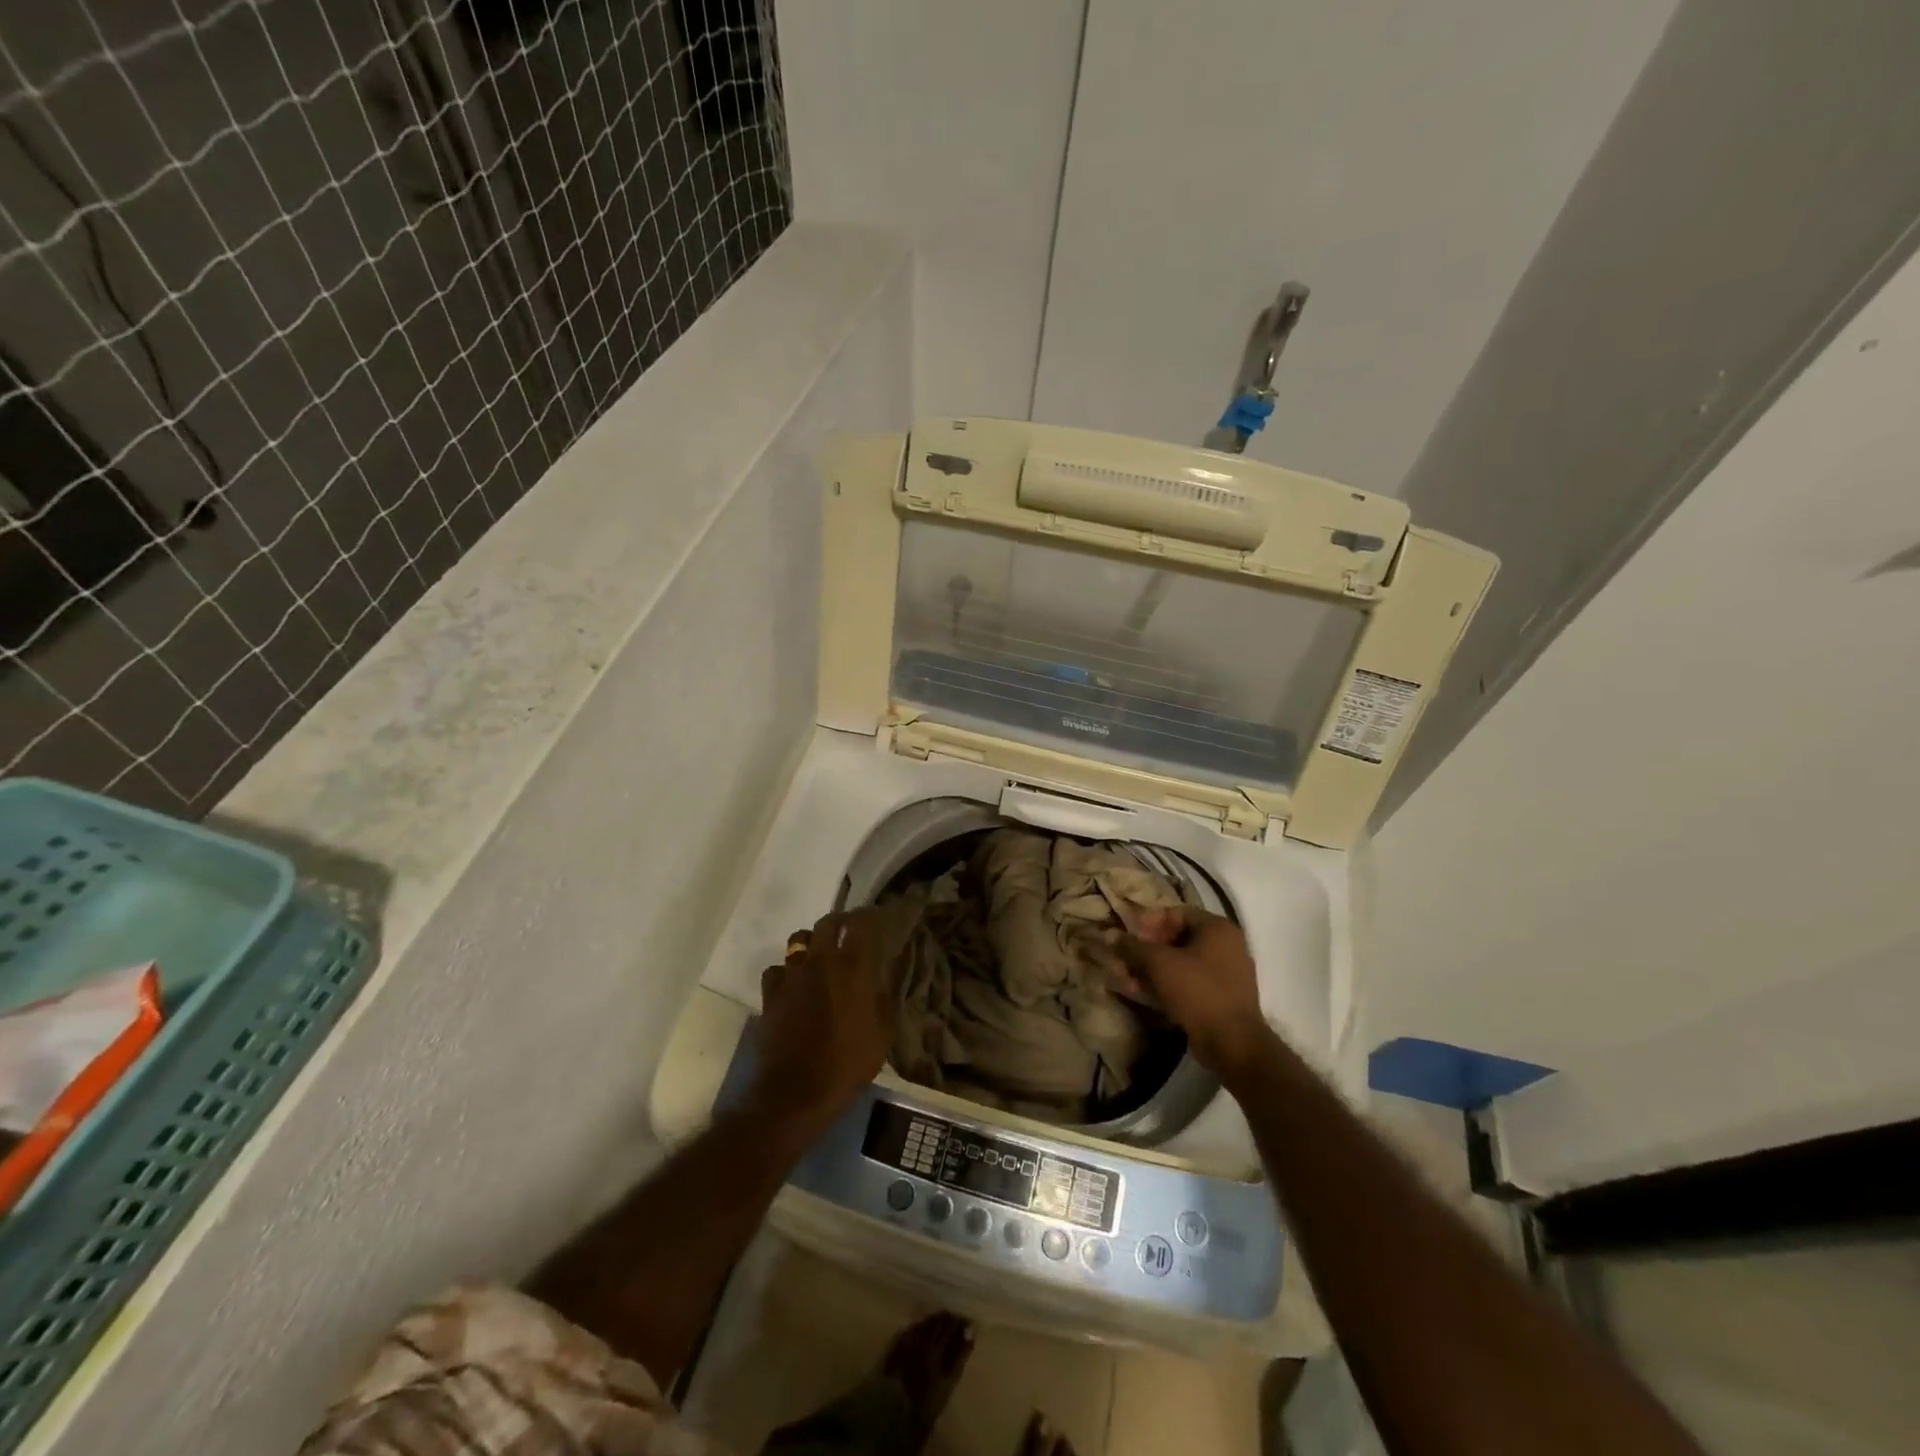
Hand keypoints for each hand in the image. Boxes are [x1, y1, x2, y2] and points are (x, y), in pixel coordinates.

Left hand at [749, 908, 897, 1132]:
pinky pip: (777, 969)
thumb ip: (883, 998)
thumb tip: (882, 978)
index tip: (875, 919)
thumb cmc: (848, 1063)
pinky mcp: (770, 993)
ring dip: (810, 944)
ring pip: (798, 940)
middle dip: (839, 922)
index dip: (868, 917)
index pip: (861, 924)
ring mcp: (792, 975)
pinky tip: (792, 986)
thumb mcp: (883, 1033)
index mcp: (853, 967)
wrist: (798, 1091)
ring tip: (818, 957)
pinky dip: (786, 973)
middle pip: (827, 923)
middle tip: (847, 931)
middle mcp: (821, 961)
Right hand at [1112, 906, 1274, 1082]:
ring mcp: (1224, 973)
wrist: (1232, 1043)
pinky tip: (1141, 993)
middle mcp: (1225, 946)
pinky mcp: (1219, 997)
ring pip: (1179, 963)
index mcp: (1217, 928)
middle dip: (1145, 950)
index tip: (1128, 936)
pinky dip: (1165, 984)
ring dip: (1150, 969)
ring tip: (1126, 980)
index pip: (1176, 913)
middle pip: (1176, 938)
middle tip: (1123, 960)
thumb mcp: (1159, 964)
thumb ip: (1132, 946)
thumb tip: (1110, 935)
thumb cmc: (1197, 991)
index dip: (1148, 922)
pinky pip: (1187, 982)